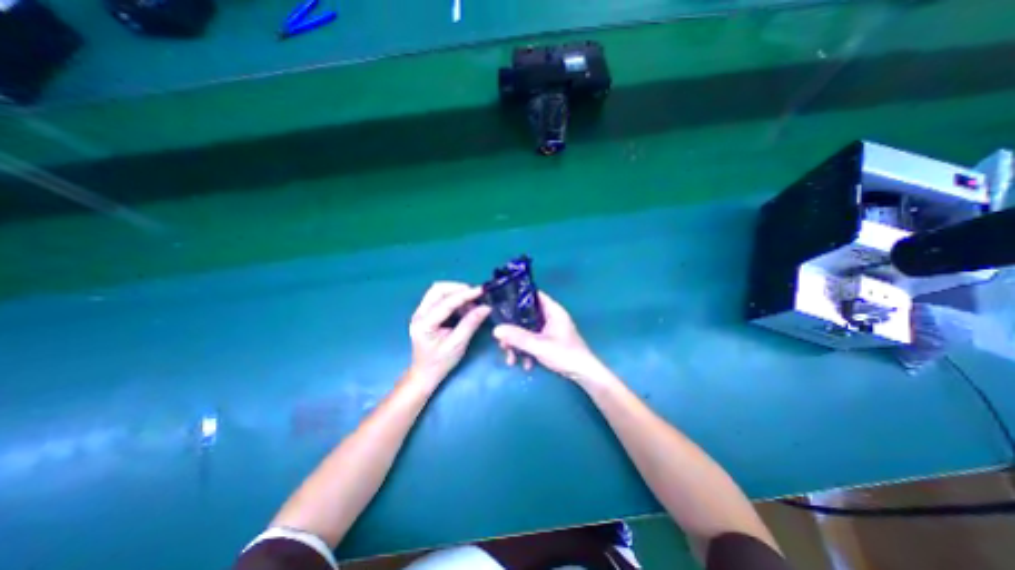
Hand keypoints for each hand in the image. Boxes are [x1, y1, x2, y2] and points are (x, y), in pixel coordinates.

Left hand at [411, 280, 493, 383]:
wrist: (425, 373)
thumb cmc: (440, 362)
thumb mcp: (458, 344)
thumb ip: (470, 323)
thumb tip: (486, 308)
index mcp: (424, 324)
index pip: (446, 303)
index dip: (464, 295)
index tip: (481, 290)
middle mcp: (419, 314)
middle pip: (438, 290)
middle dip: (458, 289)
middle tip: (476, 295)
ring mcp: (420, 312)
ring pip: (438, 291)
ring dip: (456, 293)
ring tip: (471, 304)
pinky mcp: (426, 312)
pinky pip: (439, 298)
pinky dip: (454, 298)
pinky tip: (464, 308)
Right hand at [495, 291, 609, 383]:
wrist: (583, 374)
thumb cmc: (565, 354)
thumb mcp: (539, 345)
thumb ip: (518, 337)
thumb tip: (496, 329)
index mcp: (553, 310)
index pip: (533, 295)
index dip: (518, 297)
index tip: (502, 304)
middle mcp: (550, 316)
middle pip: (526, 316)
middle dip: (513, 329)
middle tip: (502, 341)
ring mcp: (549, 329)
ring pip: (527, 330)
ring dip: (518, 344)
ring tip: (511, 359)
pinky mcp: (549, 341)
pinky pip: (532, 340)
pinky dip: (526, 350)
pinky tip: (525, 365)